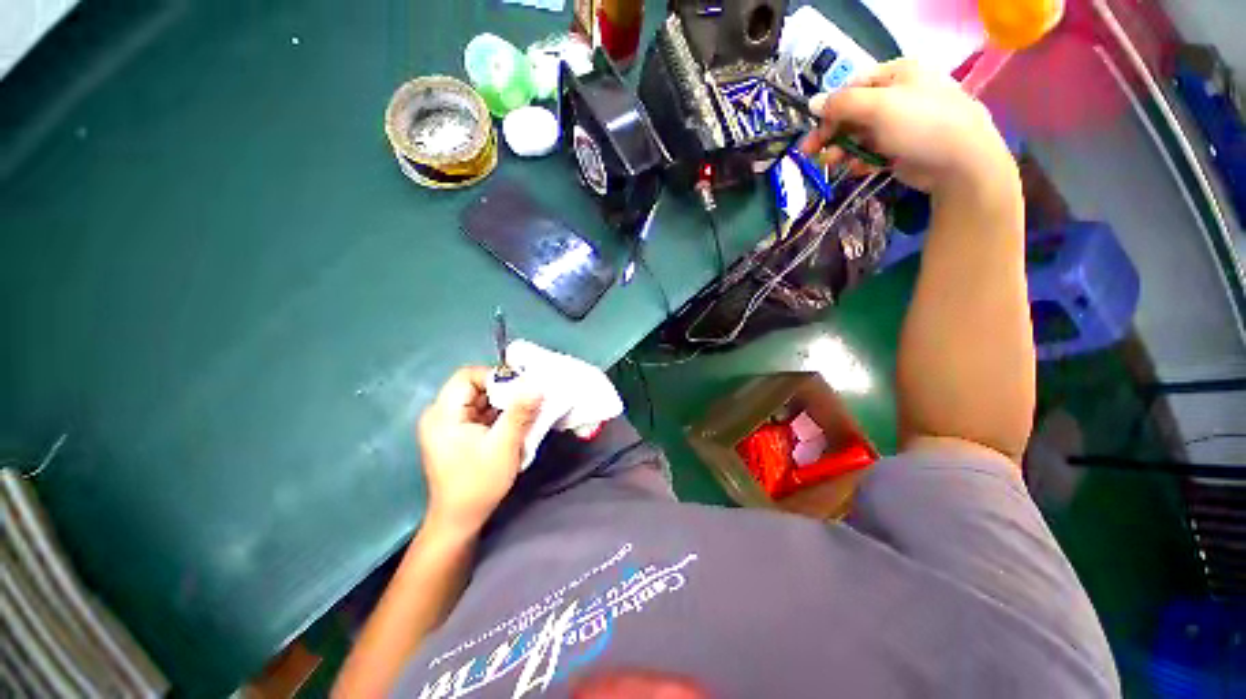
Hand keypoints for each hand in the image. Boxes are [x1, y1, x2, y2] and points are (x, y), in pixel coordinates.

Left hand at [417, 367, 541, 533]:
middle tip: (528, 401)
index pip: (467, 376)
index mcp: (443, 414)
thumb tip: (536, 385)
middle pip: (474, 386)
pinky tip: (513, 424)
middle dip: (503, 392)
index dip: (495, 376)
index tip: (521, 389)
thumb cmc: (478, 483)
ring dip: (503, 404)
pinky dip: (498, 415)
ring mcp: (447, 424)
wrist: (460, 519)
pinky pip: (479, 413)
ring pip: (479, 399)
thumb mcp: (504, 445)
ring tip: (524, 414)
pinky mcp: (456, 433)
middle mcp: (440, 414)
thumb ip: (520, 412)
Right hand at [800, 59, 1014, 194]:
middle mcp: (896, 97)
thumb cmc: (920, 124)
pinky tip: (857, 169)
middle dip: (831, 134)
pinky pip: (870, 152)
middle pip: (852, 114)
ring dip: (841, 150)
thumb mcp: (879, 107)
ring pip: (858, 136)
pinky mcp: (898, 149)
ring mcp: (898, 124)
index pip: (852, 87)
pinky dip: (860, 161)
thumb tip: (812, 103)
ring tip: (831, 164)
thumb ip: (842, 104)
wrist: (959, 161)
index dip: (830, 109)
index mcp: (896, 75)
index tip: (814, 129)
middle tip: (809, 153)